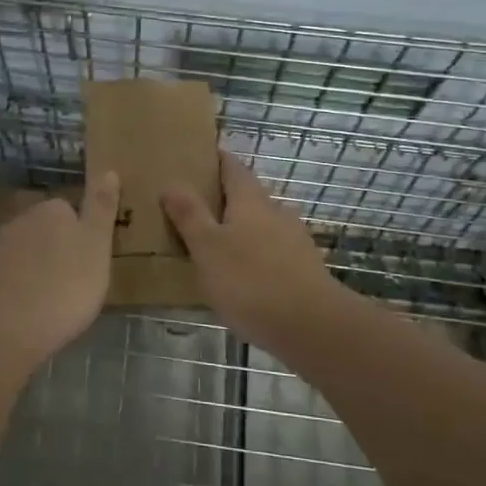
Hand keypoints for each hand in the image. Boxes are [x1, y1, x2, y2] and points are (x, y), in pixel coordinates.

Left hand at [0, 172, 119, 363]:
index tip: (94, 261)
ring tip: (57, 300)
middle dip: (61, 249)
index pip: (72, 210)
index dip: (85, 235)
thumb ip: (101, 207)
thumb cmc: (63, 287)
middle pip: (49, 229)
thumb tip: (108, 169)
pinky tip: (33, 309)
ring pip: (29, 252)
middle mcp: (22, 219)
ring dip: (41, 268)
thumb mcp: (96, 246)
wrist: (4, 331)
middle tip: (79, 282)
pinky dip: (24, 286)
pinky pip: (14, 275)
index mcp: (52, 209)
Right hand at [163, 153, 338, 330]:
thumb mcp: (208, 248)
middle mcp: (275, 211)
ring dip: (238, 228)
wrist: (314, 327)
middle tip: (191, 207)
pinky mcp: (303, 268)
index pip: (232, 167)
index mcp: (250, 200)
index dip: (215, 159)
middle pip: (246, 195)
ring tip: (211, 244)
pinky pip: (271, 251)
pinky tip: (240, 275)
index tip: (195, 158)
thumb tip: (172, 183)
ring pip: (260, 224)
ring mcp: (294, 240)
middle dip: (222, 198)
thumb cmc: (251, 281)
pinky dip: (253, 254)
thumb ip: (189, 215)